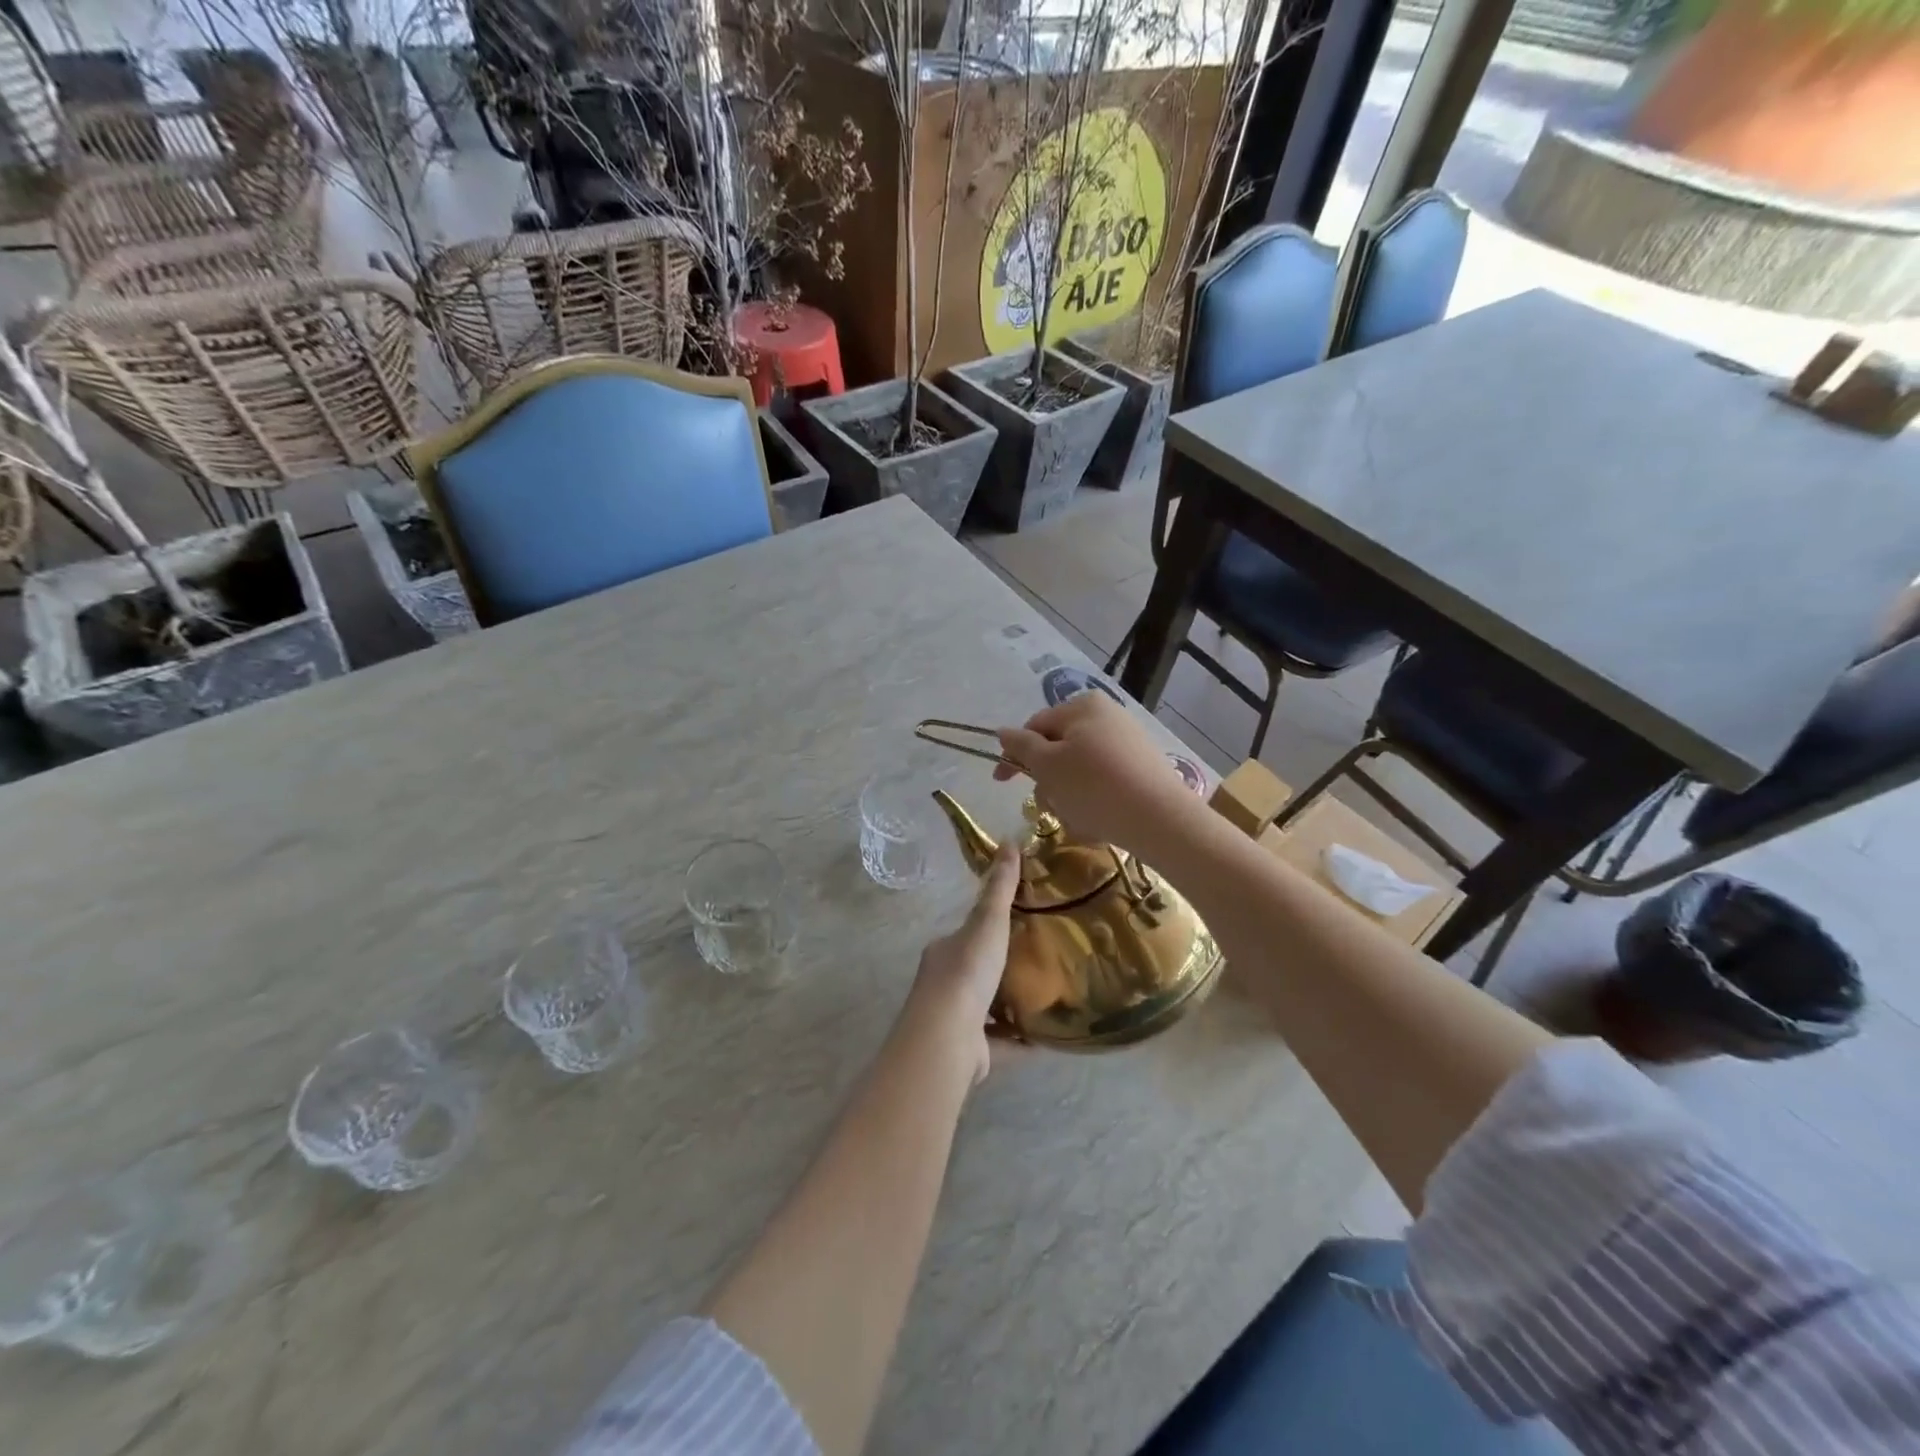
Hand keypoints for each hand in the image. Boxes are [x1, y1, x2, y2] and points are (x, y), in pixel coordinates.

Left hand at [899, 843, 1020, 1087]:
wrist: (948, 1037)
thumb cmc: (966, 972)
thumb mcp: (988, 922)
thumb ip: (1000, 887)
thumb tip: (1009, 841)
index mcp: (943, 953)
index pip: (963, 936)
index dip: (985, 930)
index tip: (1013, 928)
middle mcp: (941, 986)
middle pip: (972, 972)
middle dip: (998, 968)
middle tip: (1036, 962)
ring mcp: (953, 1021)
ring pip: (984, 1009)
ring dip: (1007, 1004)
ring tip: (1043, 997)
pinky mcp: (968, 1053)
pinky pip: (998, 1043)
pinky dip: (1017, 1041)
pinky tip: (1042, 1037)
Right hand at [994, 692, 1194, 852]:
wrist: (1160, 819)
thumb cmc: (1094, 786)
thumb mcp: (1048, 765)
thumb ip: (1021, 746)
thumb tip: (1003, 731)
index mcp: (1083, 705)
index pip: (1035, 726)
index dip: (1014, 754)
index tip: (1001, 783)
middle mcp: (1108, 715)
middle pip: (1058, 748)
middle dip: (1047, 779)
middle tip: (1049, 805)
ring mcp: (1128, 741)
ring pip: (1079, 769)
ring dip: (1068, 794)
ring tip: (1077, 817)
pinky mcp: (1142, 767)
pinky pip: (1103, 781)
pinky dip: (1092, 800)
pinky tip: (1098, 820)